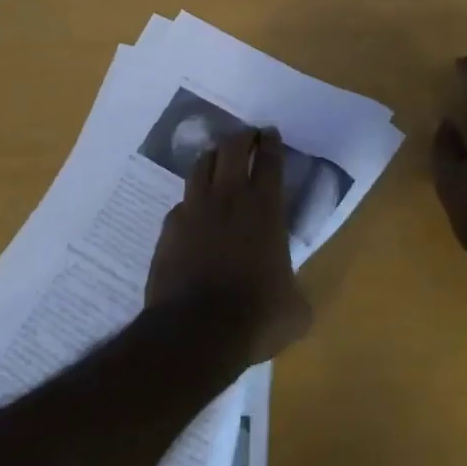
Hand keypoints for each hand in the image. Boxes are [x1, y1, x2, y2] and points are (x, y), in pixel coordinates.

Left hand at [146, 128, 312, 367]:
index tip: (270, 133)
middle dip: (242, 137)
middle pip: (232, 148)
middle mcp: (229, 199)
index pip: (269, 160)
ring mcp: (195, 210)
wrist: (194, 333)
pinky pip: (181, 202)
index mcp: (265, 209)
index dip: (271, 142)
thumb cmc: (254, 316)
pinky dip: (190, 200)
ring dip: (213, 157)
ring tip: (218, 158)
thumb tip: (296, 301)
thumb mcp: (294, 311)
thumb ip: (296, 294)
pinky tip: (193, 211)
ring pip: (201, 165)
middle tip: (247, 137)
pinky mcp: (169, 228)